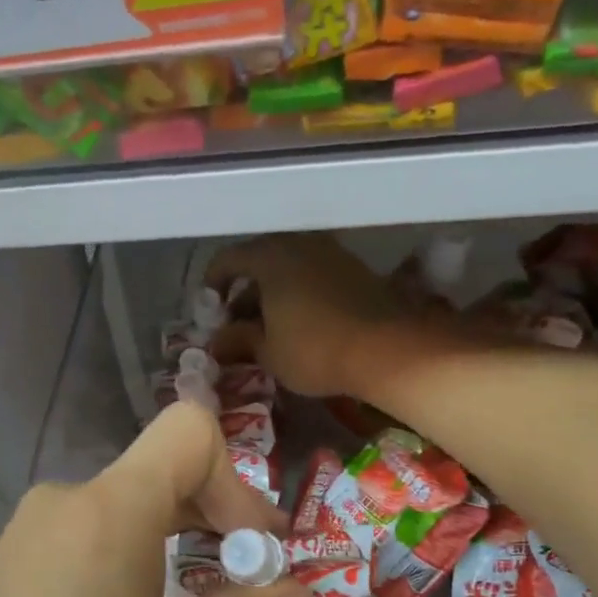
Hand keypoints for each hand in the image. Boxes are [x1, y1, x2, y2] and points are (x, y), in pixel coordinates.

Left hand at [0, 402, 315, 596]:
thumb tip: (302, 591)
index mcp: (112, 514)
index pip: (189, 431)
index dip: (235, 479)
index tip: (250, 548)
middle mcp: (65, 502)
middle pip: (158, 468)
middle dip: (213, 510)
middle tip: (249, 570)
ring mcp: (26, 530)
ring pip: (121, 501)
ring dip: (169, 533)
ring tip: (194, 596)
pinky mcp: (4, 562)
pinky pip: (82, 530)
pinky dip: (125, 549)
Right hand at [207, 234, 416, 398]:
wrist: (387, 349)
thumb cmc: (315, 350)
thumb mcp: (268, 351)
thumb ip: (238, 340)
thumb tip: (217, 341)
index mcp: (270, 257)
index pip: (227, 260)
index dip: (212, 285)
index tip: (210, 312)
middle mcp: (299, 244)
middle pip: (260, 261)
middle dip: (244, 292)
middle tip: (237, 324)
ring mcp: (331, 253)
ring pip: (289, 268)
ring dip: (273, 294)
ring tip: (268, 328)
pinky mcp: (354, 269)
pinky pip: (313, 275)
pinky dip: (298, 293)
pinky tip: (299, 323)